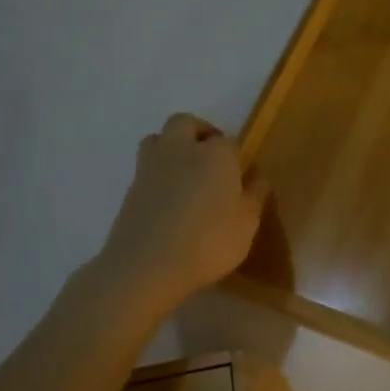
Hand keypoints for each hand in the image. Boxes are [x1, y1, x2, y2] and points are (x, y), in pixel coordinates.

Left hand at [92, 114, 267, 318]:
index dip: (236, 156)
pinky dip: (159, 173)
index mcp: (215, 155)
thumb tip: (258, 179)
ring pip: (159, 138)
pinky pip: (147, 167)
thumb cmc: (208, 243)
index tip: (241, 176)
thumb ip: (254, 197)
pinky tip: (170, 199)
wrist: (146, 267)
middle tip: (213, 158)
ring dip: (173, 146)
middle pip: (186, 123)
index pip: (229, 141)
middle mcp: (181, 150)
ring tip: (187, 173)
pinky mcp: (131, 188)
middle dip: (200, 133)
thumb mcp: (247, 225)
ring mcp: (150, 167)